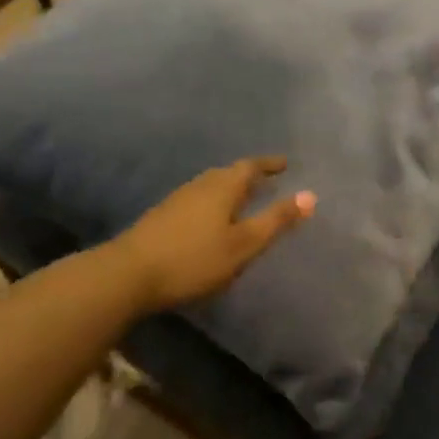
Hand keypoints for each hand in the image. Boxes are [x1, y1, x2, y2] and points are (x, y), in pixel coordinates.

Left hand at [111, 157, 315, 312]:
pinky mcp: (162, 216)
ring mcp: (178, 199)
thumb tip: (311, 195)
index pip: (251, 166)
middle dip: (249, 175)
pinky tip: (211, 220)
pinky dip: (213, 203)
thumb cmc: (194, 259)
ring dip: (230, 189)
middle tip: (267, 180)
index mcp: (223, 186)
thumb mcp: (243, 244)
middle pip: (229, 173)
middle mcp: (201, 185)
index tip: (285, 164)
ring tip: (243, 200)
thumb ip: (276, 221)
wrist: (128, 274)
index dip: (269, 164)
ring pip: (211, 186)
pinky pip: (198, 200)